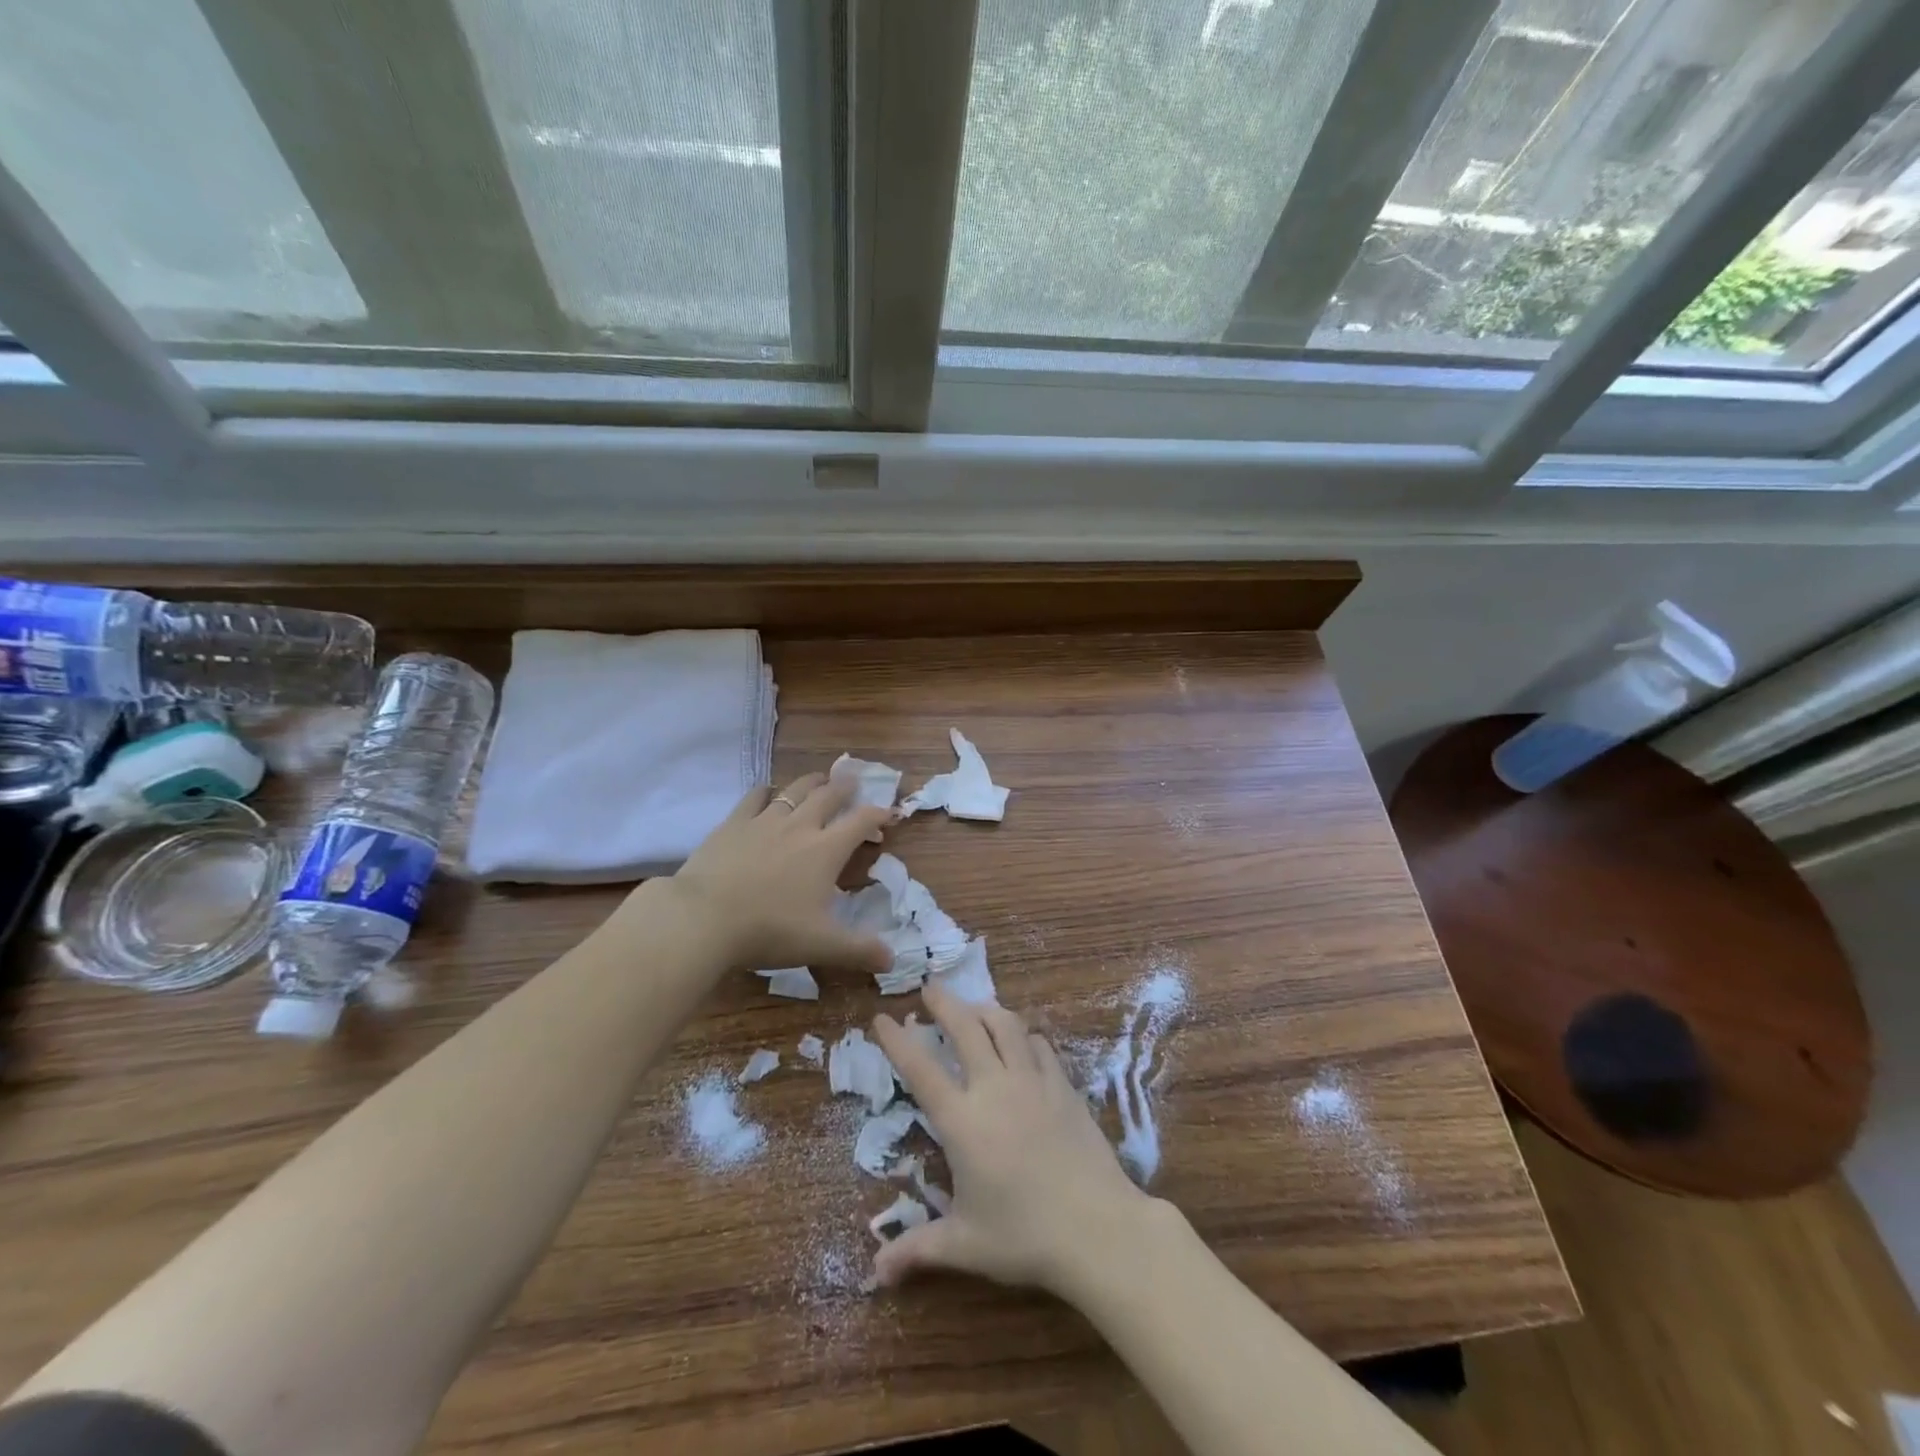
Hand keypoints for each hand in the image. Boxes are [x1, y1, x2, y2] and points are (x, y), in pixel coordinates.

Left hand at [646, 773, 892, 975]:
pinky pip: (754, 796)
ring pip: (794, 790)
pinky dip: (767, 790)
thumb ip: (859, 951)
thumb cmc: (769, 930)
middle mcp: (800, 826)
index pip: (861, 821)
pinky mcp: (733, 823)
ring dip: (811, 782)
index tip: (888, 813)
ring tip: (819, 779)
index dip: (878, 814)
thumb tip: (892, 960)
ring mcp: (764, 820)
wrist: (704, 918)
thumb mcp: (821, 945)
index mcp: (826, 850)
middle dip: (845, 787)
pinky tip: (767, 792)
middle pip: (829, 795)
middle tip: (853, 780)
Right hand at [870, 983, 1163, 1298]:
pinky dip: (1023, 1036)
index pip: (920, 1069)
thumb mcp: (965, 1245)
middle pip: (965, 1027)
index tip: (882, 1017)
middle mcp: (994, 1087)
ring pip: (1005, 1025)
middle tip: (929, 987)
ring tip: (973, 1007)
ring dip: (984, 1009)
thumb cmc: (1025, 1236)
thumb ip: (918, 1250)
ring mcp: (1033, 1081)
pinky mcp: (1064, 1086)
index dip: (897, 1040)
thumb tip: (874, 1274)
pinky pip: (1039, 1046)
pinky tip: (1021, 1041)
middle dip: (943, 1003)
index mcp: (962, 1120)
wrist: (1098, 1228)